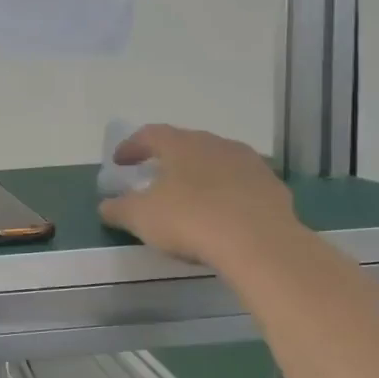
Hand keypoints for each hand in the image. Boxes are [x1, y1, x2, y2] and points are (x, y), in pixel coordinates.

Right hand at [98, 125, 296, 267]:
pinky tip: (221, 215)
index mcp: (182, 144)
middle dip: (168, 159)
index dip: (132, 146)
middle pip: (187, 144)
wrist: (259, 242)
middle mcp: (216, 144)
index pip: (151, 134)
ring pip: (217, 162)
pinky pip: (241, 185)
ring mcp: (249, 164)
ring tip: (189, 196)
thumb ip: (119, 209)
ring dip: (200, 175)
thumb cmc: (190, 220)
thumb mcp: (140, 217)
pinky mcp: (272, 188)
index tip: (119, 162)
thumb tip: (106, 205)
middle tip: (155, 175)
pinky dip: (226, 194)